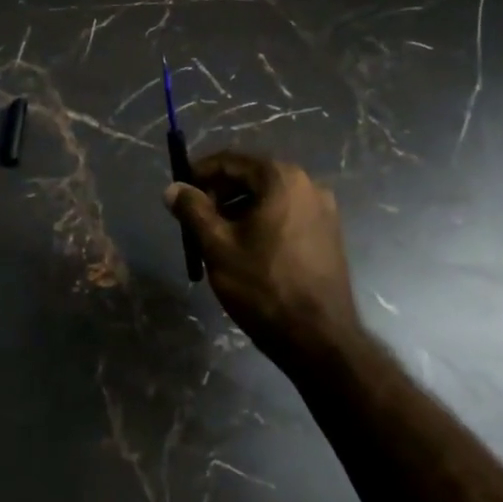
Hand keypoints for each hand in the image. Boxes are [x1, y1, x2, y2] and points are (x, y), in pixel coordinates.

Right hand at [165, 151, 359, 364]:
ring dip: (240, 207)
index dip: (200, 172)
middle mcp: (307, 184)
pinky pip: (287, 214)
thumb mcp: (218, 246)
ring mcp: (323, 209)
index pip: (231, 160)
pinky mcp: (329, 233)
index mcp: (281, 178)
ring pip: (270, 196)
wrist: (320, 340)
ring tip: (218, 236)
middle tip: (196, 216)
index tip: (180, 191)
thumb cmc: (264, 287)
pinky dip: (263, 221)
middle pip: (252, 175)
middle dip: (220, 192)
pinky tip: (248, 248)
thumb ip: (193, 210)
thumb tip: (172, 189)